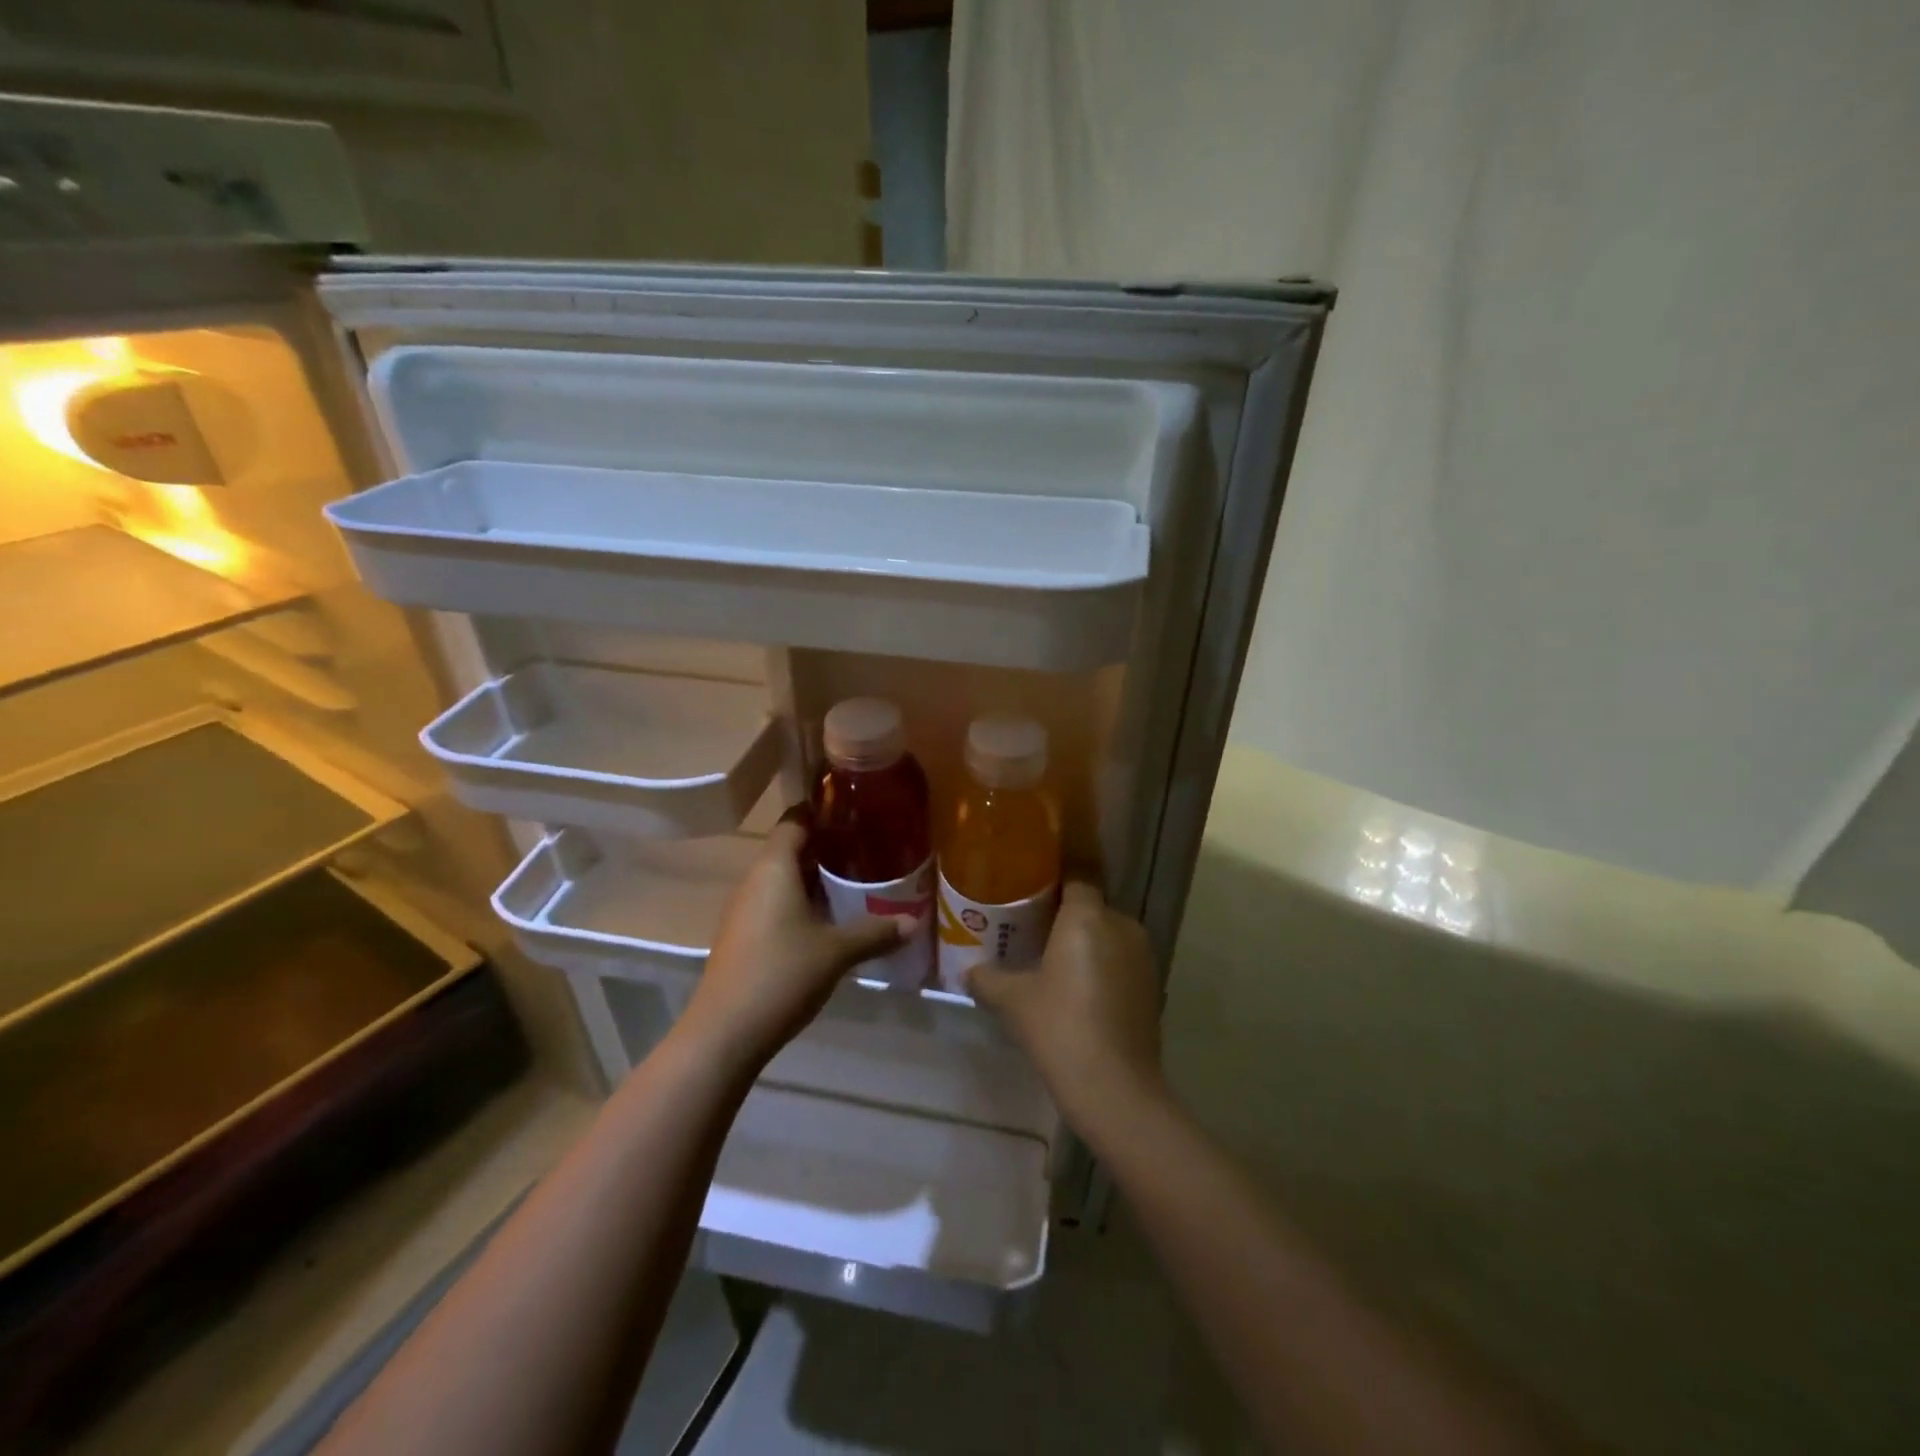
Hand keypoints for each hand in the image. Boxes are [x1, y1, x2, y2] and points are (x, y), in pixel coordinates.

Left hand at [680, 821, 905, 1070]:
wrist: (725, 1032)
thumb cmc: (782, 974)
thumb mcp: (837, 952)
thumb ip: (876, 932)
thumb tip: (913, 922)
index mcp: (774, 868)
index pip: (795, 820)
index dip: (822, 810)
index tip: (854, 810)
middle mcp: (754, 880)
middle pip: (789, 848)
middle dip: (826, 846)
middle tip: (866, 846)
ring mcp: (744, 909)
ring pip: (781, 878)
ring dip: (813, 877)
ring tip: (854, 880)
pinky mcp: (742, 936)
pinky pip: (774, 902)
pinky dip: (800, 901)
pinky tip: (827, 918)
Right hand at [967, 881, 1166, 1137]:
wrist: (1114, 1087)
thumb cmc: (1058, 1027)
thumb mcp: (1012, 1000)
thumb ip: (987, 978)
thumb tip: (968, 971)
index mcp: (1087, 916)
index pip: (1075, 878)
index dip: (1052, 883)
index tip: (1029, 894)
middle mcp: (1121, 925)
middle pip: (1091, 907)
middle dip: (1066, 917)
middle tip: (1033, 932)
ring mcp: (1142, 956)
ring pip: (1108, 935)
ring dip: (1086, 944)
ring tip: (1054, 964)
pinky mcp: (1152, 986)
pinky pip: (1121, 961)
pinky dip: (1103, 967)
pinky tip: (1080, 992)